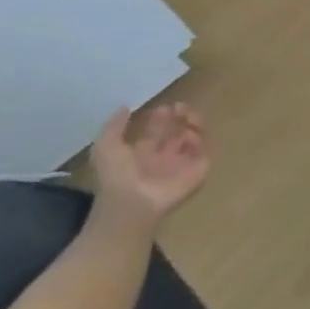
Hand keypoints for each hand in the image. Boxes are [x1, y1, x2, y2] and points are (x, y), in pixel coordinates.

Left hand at [88, 103, 209, 219]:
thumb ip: (114, 126)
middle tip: (180, 106)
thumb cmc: (117, 175)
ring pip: (195, 136)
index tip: (164, 107)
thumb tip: (126, 107)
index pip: (158, 129)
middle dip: (182, 116)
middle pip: (179, 130)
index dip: (162, 116)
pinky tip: (189, 135)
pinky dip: (199, 139)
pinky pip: (204, 150)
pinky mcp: (198, 169)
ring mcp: (182, 162)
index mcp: (143, 152)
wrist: (133, 202)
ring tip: (189, 115)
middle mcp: (164, 155)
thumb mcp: (105, 146)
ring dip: (194, 123)